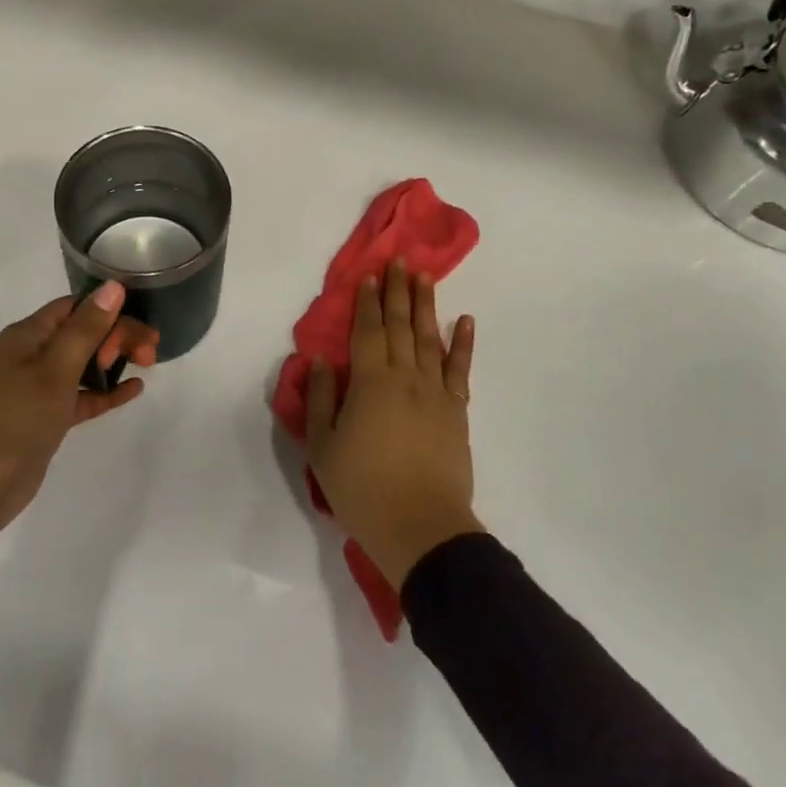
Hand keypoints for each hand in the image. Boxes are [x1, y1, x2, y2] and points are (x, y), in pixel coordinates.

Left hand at [0, 282, 158, 552]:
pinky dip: (105, 391)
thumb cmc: (13, 421)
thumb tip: (113, 286)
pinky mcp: (46, 418)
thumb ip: (86, 329)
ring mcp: (37, 388)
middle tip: (150, 351)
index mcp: (27, 336)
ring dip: (114, 360)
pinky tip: (134, 390)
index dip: (108, 310)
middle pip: (82, 333)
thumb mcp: (54, 371)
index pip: (74, 307)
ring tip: (148, 364)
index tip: (139, 325)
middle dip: (117, 335)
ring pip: (84, 363)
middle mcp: (31, 355)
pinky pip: (81, 396)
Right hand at [304, 260, 482, 588]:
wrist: (420, 526)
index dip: (366, 301)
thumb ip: (320, 399)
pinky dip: (463, 343)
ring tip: (425, 276)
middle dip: (397, 291)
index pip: (367, 331)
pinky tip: (465, 321)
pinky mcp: (456, 411)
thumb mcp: (322, 447)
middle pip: (400, 325)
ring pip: (429, 338)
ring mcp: (435, 392)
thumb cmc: (362, 488)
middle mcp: (404, 377)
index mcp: (370, 382)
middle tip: (400, 260)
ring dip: (426, 305)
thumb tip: (321, 360)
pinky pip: (461, 369)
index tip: (369, 275)